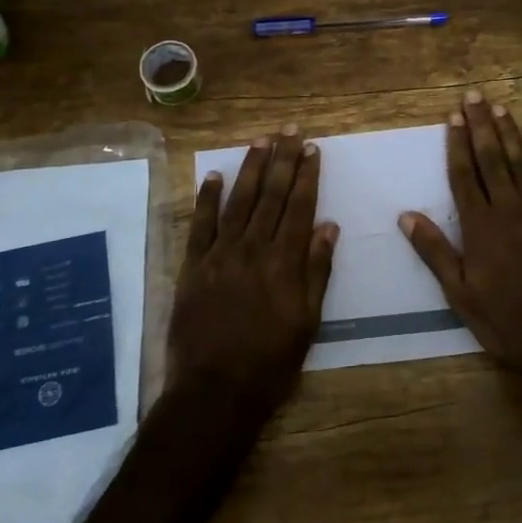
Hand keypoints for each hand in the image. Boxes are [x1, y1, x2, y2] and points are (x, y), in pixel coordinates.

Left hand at [169, 126, 338, 413]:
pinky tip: (213, 176)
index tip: (312, 149)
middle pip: (270, 195)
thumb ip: (317, 270)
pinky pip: (200, 225)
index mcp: (284, 262)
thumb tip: (329, 226)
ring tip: (260, 141)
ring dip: (250, 169)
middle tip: (290, 131)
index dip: (307, 176)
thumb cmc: (271, 362)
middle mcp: (252, 249)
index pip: (299, 207)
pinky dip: (206, 198)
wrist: (215, 391)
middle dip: (282, 160)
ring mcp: (219, 255)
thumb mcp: (308, 321)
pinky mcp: (192, 267)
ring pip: (238, 201)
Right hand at [399, 92, 521, 377]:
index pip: (464, 175)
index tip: (452, 117)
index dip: (456, 144)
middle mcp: (510, 208)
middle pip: (492, 158)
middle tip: (475, 97)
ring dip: (512, 134)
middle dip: (481, 126)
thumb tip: (406, 215)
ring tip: (502, 109)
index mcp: (480, 225)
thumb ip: (434, 251)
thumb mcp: (460, 293)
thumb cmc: (507, 320)